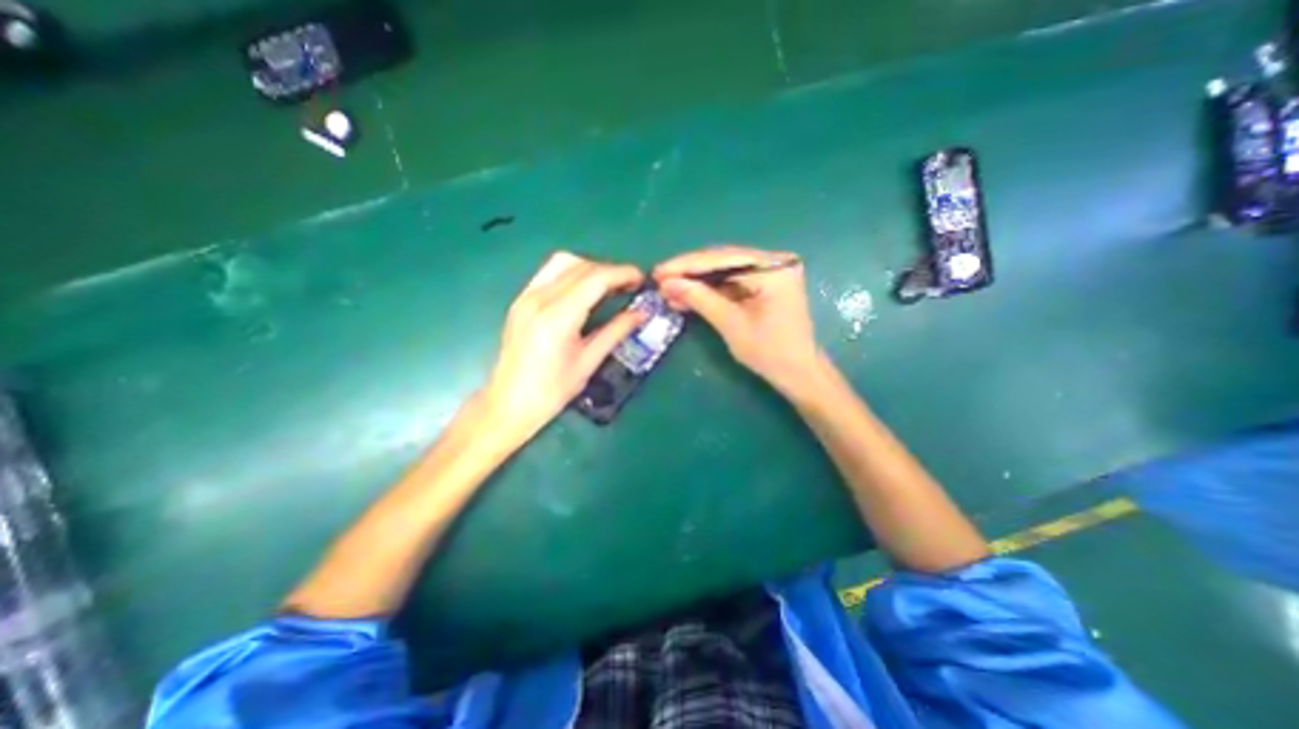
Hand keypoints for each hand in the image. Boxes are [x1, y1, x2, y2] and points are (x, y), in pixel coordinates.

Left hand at [485, 251, 647, 444]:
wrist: (509, 402)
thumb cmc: (552, 390)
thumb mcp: (589, 362)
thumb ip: (616, 332)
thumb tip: (641, 313)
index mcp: (558, 318)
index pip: (595, 279)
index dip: (622, 274)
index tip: (641, 279)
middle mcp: (539, 299)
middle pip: (581, 266)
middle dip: (611, 271)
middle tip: (630, 286)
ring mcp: (526, 296)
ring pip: (564, 262)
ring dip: (591, 268)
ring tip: (609, 286)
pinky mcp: (521, 300)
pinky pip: (550, 272)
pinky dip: (573, 272)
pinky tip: (584, 289)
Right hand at [654, 244, 814, 392]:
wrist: (798, 374)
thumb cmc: (770, 353)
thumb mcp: (732, 325)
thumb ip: (700, 299)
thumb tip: (667, 284)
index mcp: (774, 269)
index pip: (723, 258)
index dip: (687, 265)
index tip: (659, 271)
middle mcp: (774, 262)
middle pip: (723, 260)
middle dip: (689, 272)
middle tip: (659, 278)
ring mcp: (770, 272)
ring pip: (724, 271)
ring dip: (696, 282)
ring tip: (668, 290)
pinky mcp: (764, 285)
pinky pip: (731, 282)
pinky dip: (709, 291)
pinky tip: (687, 296)